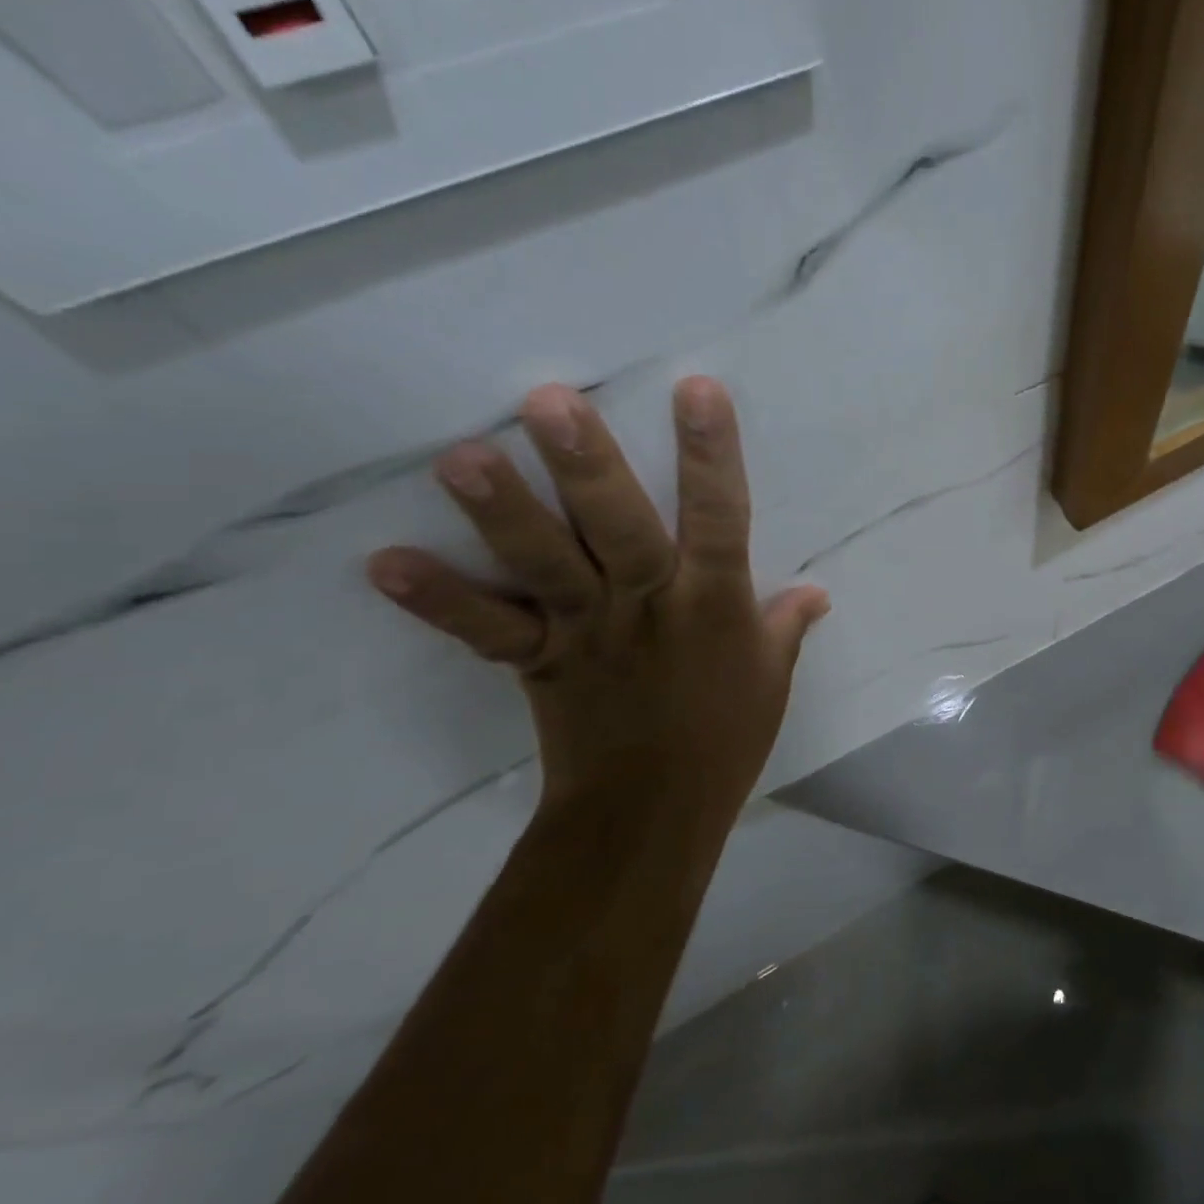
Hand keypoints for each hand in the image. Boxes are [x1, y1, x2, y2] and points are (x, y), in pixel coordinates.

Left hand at [366, 378, 828, 826]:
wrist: (653, 813)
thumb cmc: (724, 738)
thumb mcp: (771, 679)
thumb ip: (787, 626)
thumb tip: (818, 591)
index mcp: (715, 605)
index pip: (722, 519)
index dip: (712, 456)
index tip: (696, 390)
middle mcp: (650, 607)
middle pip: (620, 530)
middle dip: (588, 468)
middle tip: (548, 402)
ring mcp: (589, 633)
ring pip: (548, 566)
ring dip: (505, 514)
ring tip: (461, 457)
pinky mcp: (541, 662)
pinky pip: (489, 630)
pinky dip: (440, 600)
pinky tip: (385, 562)